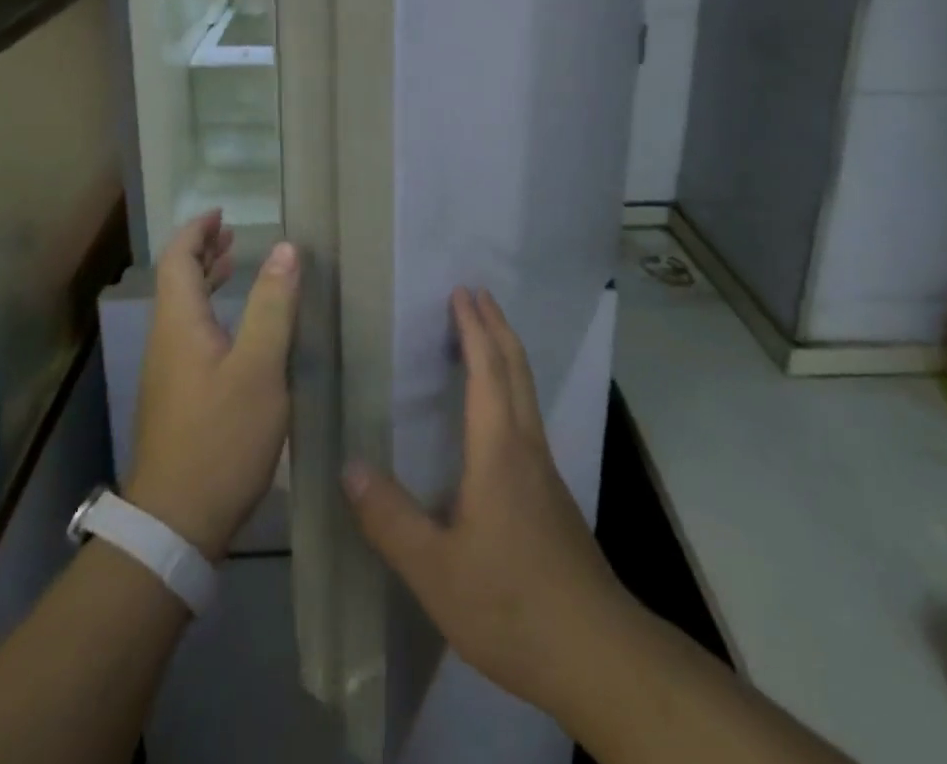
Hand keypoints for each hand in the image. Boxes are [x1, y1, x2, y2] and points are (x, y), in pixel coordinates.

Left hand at [125, 211, 298, 560]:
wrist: (177, 523)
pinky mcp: (176, 399)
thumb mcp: (260, 368)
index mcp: (179, 323)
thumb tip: (286, 248)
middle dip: (202, 252)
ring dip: (206, 282)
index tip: (221, 214)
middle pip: (176, 281)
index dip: (197, 232)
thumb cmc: (221, 437)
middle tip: (232, 235)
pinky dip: (210, 313)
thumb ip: (273, 305)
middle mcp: (166, 340)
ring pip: (182, 310)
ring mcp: (168, 372)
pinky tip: (236, 331)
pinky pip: (190, 335)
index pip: (177, 259)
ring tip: (234, 267)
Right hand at [343, 288, 630, 717]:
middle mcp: (526, 446)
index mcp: (498, 450)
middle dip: (496, 325)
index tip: (461, 292)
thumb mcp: (435, 570)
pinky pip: (528, 416)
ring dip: (507, 352)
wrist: (597, 653)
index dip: (473, 328)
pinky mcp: (553, 495)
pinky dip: (511, 386)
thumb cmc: (510, 604)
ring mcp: (545, 470)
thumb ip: (390, 519)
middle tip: (476, 293)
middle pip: (516, 368)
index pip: (486, 370)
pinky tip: (497, 412)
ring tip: (485, 335)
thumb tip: (349, 466)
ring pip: (527, 391)